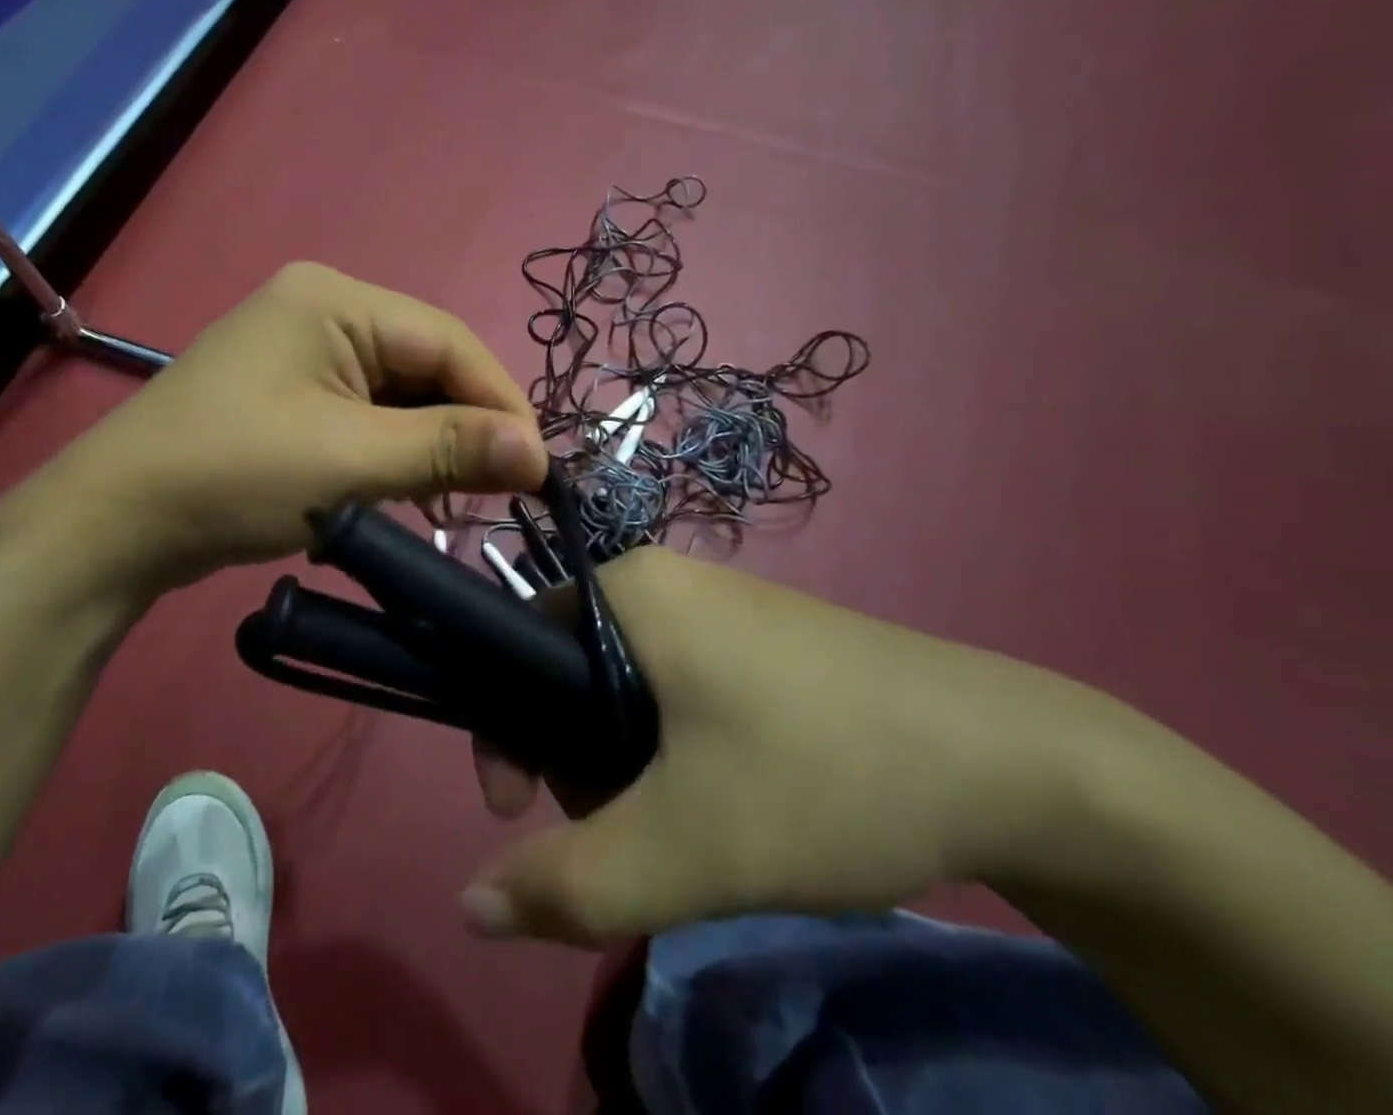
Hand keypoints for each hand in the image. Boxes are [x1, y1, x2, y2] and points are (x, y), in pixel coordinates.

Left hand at [25, 263, 547, 604]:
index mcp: (335, 299)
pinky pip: (365, 411)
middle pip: (425, 364)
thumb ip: (450, 449)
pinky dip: (393, 450)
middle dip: (465, 427)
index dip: (501, 403)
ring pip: (399, 392)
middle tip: (500, 490)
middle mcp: (322, 309)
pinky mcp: (290, 391)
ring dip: (431, 444)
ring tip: (455, 500)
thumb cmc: (233, 476)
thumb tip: (540, 454)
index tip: (541, 469)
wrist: (114, 524)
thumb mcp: (351, 461)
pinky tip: (408, 490)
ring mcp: (302, 350)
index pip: (448, 341)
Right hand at [463, 547, 1106, 944]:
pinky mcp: (756, 639)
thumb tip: (470, 908)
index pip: (519, 644)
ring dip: (629, 766)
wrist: (1018, 764)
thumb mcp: (687, 847)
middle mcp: (663, 581)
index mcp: (629, 588)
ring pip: (624, 687)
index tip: (532, 812)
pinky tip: (731, 797)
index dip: (508, 733)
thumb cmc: (827, 775)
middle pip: (570, 672)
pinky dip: (676, 749)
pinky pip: (676, 686)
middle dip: (580, 763)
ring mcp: (715, 606)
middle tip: (640, 833)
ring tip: (693, 827)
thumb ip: (569, 884)